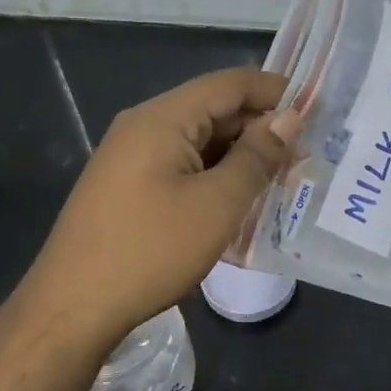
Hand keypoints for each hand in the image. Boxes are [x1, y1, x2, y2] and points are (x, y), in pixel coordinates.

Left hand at [24, 68, 296, 351]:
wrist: (73, 307)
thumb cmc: (151, 250)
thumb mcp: (217, 205)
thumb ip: (256, 157)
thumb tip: (288, 120)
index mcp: (163, 117)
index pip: (231, 83)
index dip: (276, 91)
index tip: (317, 112)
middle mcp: (143, 125)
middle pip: (213, 109)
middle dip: (260, 128)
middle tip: (305, 156)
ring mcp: (130, 155)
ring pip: (198, 140)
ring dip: (239, 155)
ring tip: (280, 180)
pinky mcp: (126, 185)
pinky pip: (180, 164)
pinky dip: (214, 174)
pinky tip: (238, 200)